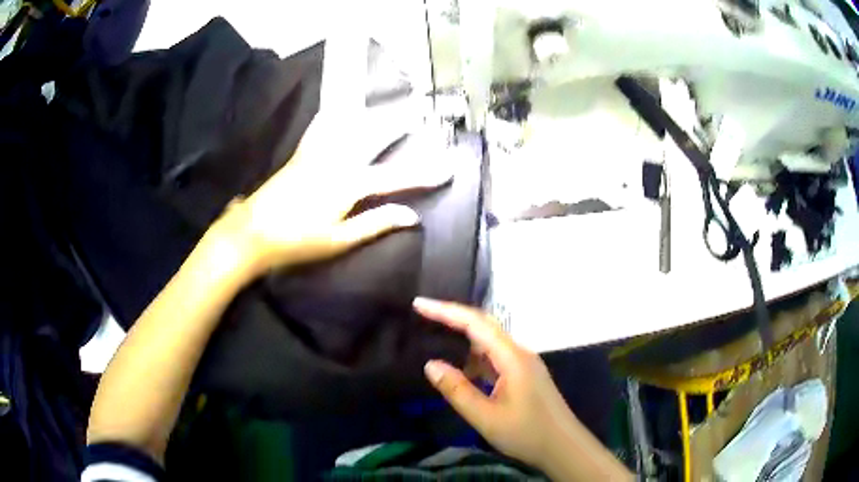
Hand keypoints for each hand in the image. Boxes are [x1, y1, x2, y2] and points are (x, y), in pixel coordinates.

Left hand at [210, 113, 451, 277]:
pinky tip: (334, 109)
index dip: (423, 174)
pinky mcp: (300, 156)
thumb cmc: (297, 242)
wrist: (252, 232)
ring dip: (369, 115)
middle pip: (373, 139)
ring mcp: (316, 155)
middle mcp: (335, 161)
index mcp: (348, 185)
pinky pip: (319, 130)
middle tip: (417, 111)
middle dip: (397, 126)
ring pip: (348, 128)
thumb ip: (376, 223)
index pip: (394, 177)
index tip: (447, 168)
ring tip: (384, 104)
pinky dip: (330, 118)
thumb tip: (411, 216)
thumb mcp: (340, 240)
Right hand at [414, 298, 577, 468]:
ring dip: (463, 338)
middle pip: (483, 326)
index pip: (476, 323)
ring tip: (434, 337)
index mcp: (512, 357)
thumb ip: (457, 390)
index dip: (446, 311)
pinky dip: (473, 358)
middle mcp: (519, 353)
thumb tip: (430, 364)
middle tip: (422, 314)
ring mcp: (523, 364)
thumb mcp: (486, 417)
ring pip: (489, 343)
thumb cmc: (527, 433)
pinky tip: (459, 368)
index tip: (419, 304)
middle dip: (452, 318)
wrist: (563, 447)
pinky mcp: (523, 375)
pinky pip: (494, 358)